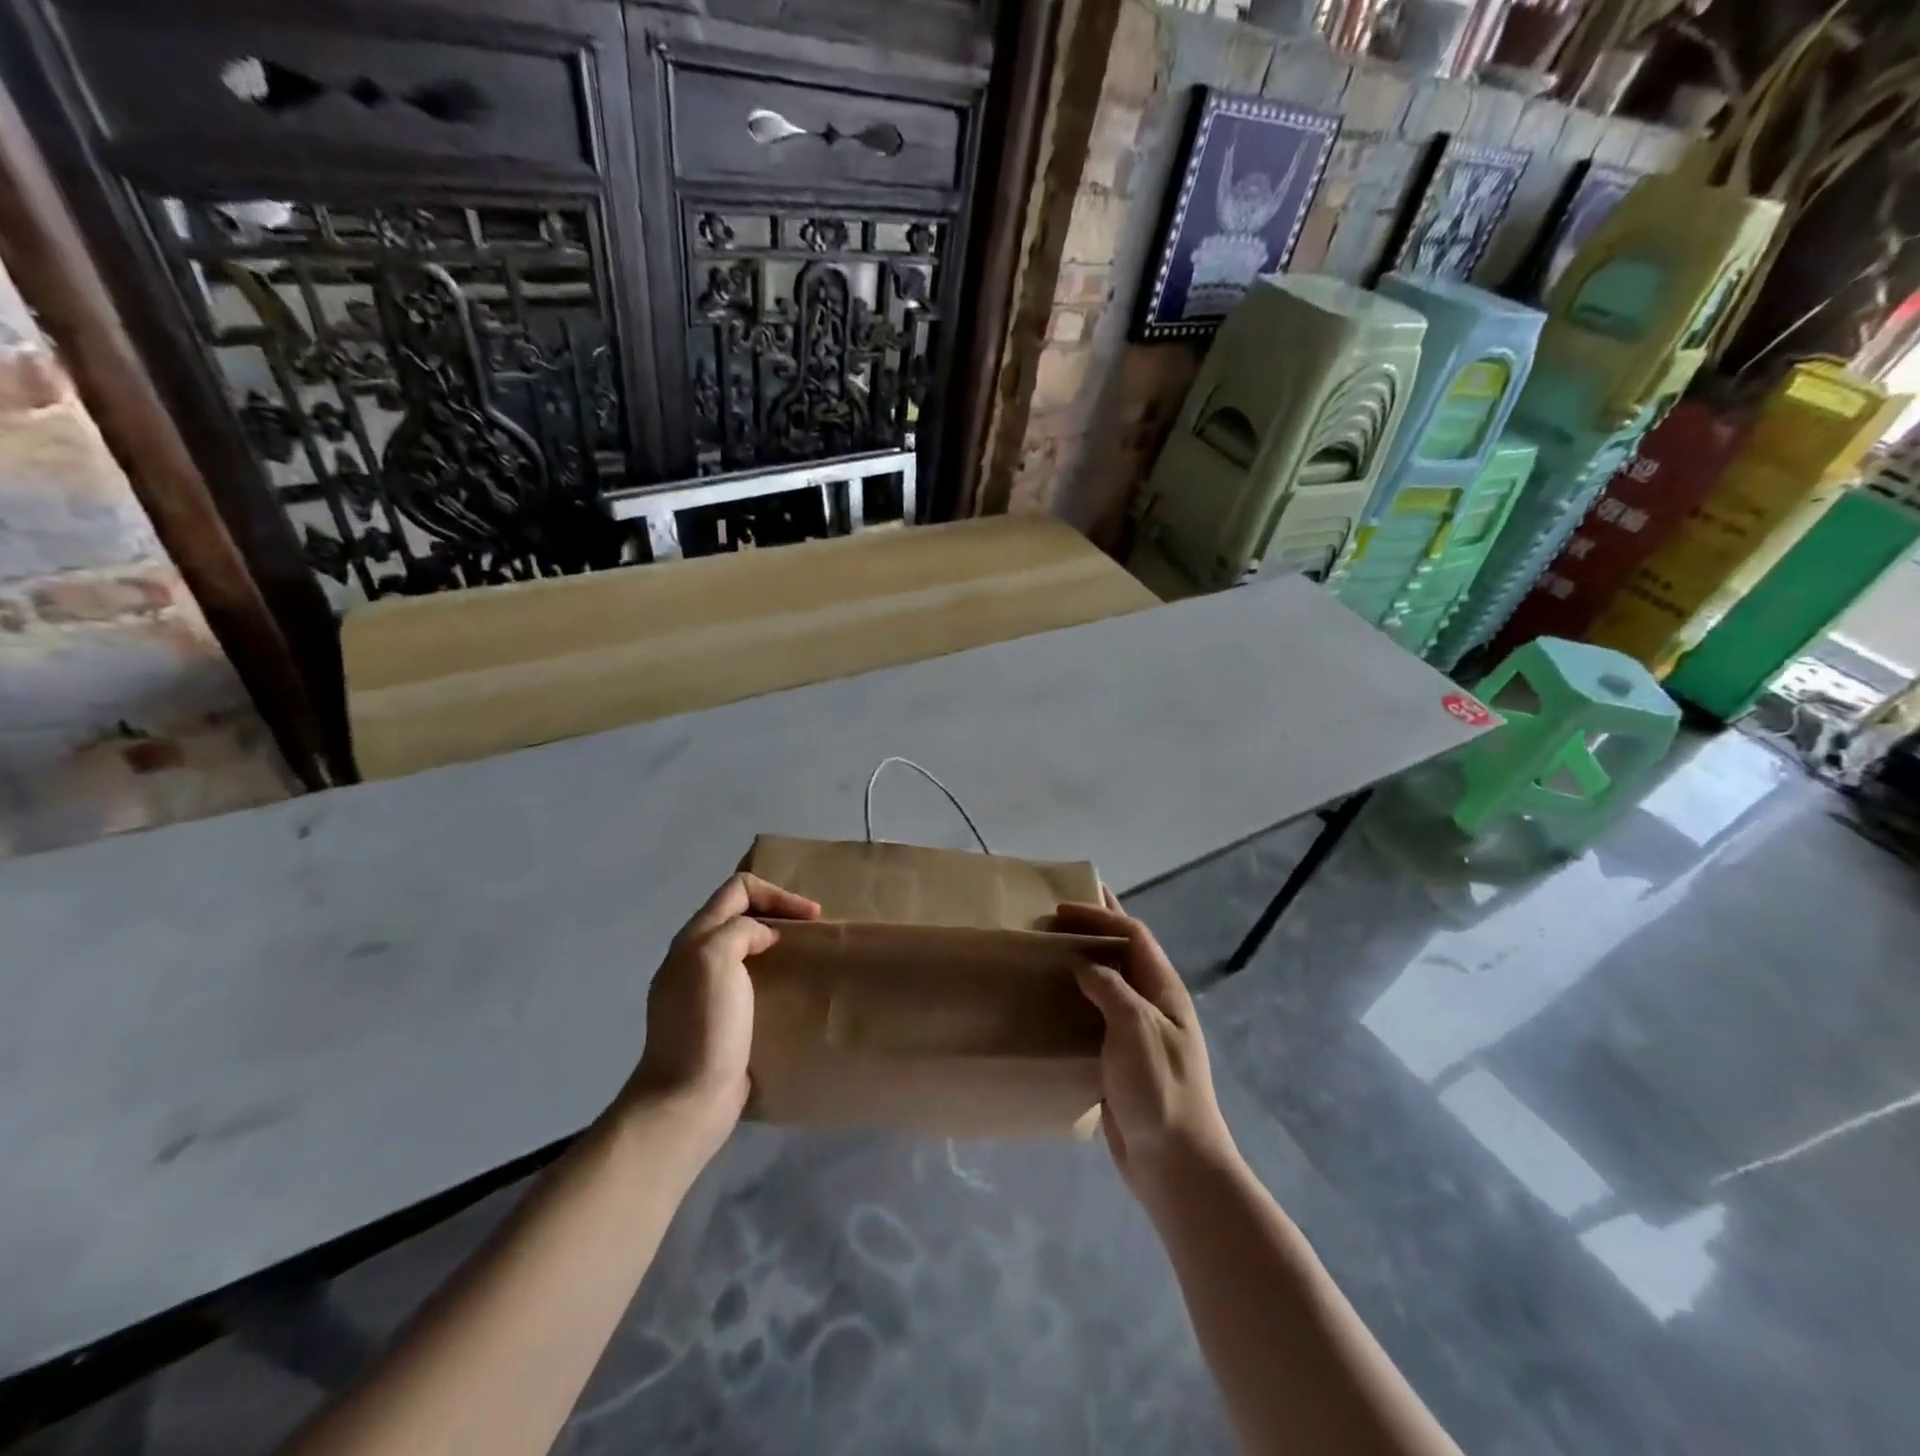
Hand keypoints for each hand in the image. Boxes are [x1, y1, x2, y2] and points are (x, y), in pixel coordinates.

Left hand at [620, 873, 820, 1141]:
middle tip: (811, 933)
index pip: (737, 890)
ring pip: (745, 948)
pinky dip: (772, 975)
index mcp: (693, 939)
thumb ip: (739, 931)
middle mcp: (695, 959)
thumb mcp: (715, 959)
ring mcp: (705, 992)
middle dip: (778, 914)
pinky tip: (789, 992)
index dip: (777, 894)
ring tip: (805, 959)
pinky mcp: (720, 1021)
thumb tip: (762, 936)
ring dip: (776, 945)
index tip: (811, 917)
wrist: (687, 1100)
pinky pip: (749, 981)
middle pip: (739, 915)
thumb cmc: (704, 1026)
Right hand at [1056, 891, 1234, 1205]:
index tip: (1062, 910)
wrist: (1173, 1162)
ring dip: (1083, 964)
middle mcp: (1153, 1004)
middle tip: (1056, 917)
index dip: (1101, 917)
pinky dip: (1075, 1000)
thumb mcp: (1136, 1026)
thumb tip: (1083, 965)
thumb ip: (1110, 988)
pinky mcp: (1120, 1059)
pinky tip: (1052, 1003)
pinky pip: (1095, 1017)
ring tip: (1049, 953)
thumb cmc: (1159, 1087)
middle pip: (1124, 954)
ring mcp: (1138, 1032)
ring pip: (1108, 984)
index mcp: (1164, 990)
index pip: (1134, 936)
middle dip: (1095, 930)